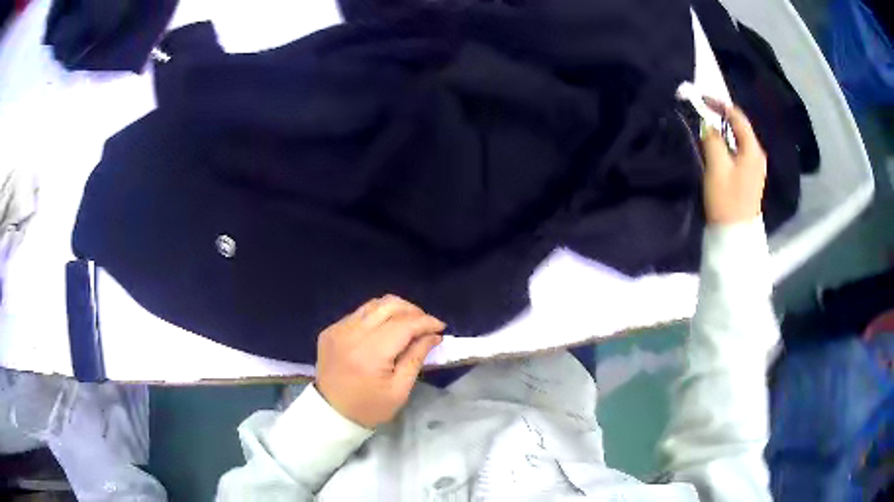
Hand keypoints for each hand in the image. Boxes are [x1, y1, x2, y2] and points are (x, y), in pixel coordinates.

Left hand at [315, 295, 444, 428]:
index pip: (403, 325)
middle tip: (426, 325)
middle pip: (388, 306)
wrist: (330, 413)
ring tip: (408, 324)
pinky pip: (358, 314)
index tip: (441, 327)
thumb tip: (433, 335)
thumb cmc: (369, 407)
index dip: (425, 322)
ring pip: (373, 305)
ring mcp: (338, 329)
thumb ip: (416, 358)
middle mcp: (352, 334)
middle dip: (413, 311)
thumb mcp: (399, 390)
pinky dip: (376, 317)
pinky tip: (384, 331)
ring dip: (395, 310)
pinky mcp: (330, 330)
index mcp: (370, 353)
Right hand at [701, 98, 767, 224]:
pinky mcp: (750, 177)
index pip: (737, 117)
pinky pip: (738, 151)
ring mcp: (755, 167)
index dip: (720, 104)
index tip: (701, 99)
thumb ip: (711, 139)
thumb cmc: (726, 199)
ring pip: (739, 140)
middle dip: (721, 116)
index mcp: (752, 149)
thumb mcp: (717, 166)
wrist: (735, 235)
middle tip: (702, 112)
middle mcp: (757, 154)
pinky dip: (727, 143)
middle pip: (740, 127)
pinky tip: (716, 146)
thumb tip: (706, 123)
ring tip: (706, 127)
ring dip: (723, 131)